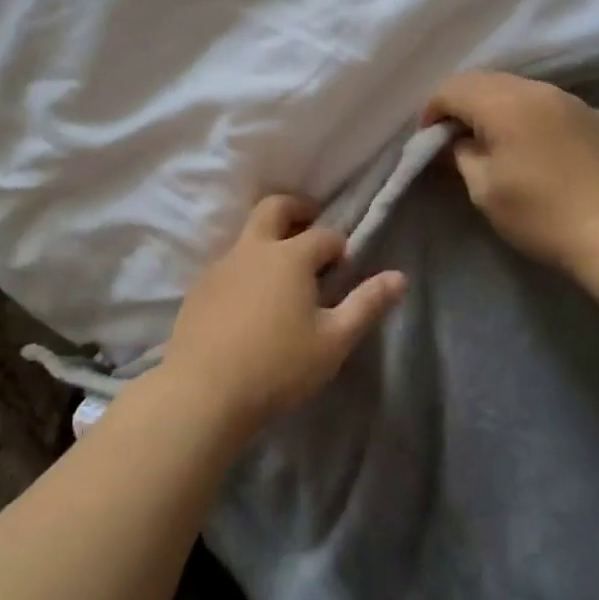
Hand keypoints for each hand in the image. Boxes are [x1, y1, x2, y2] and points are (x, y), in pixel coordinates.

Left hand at [157, 196, 405, 438]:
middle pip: (274, 207)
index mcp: (290, 256)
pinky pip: (228, 264)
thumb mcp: (333, 341)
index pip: (324, 235)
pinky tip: (249, 303)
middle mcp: (253, 249)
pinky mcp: (199, 287)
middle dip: (297, 209)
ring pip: (247, 235)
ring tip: (281, 276)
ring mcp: (221, 266)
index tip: (343, 270)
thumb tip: (399, 277)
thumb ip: (366, 305)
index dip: (339, 247)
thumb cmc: (277, 367)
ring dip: (268, 240)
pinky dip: (246, 268)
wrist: (203, 392)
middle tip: (310, 227)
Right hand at [424, 70, 598, 273]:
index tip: (428, 141)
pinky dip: (518, 110)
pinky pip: (538, 99)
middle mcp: (533, 89)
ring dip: (489, 104)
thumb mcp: (483, 188)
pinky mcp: (585, 113)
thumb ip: (460, 153)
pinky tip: (522, 141)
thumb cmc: (539, 214)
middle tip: (451, 137)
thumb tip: (454, 140)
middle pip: (480, 79)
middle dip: (458, 103)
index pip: (451, 89)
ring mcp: (564, 98)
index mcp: (503, 104)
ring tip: (485, 138)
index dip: (431, 111)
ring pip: (511, 86)